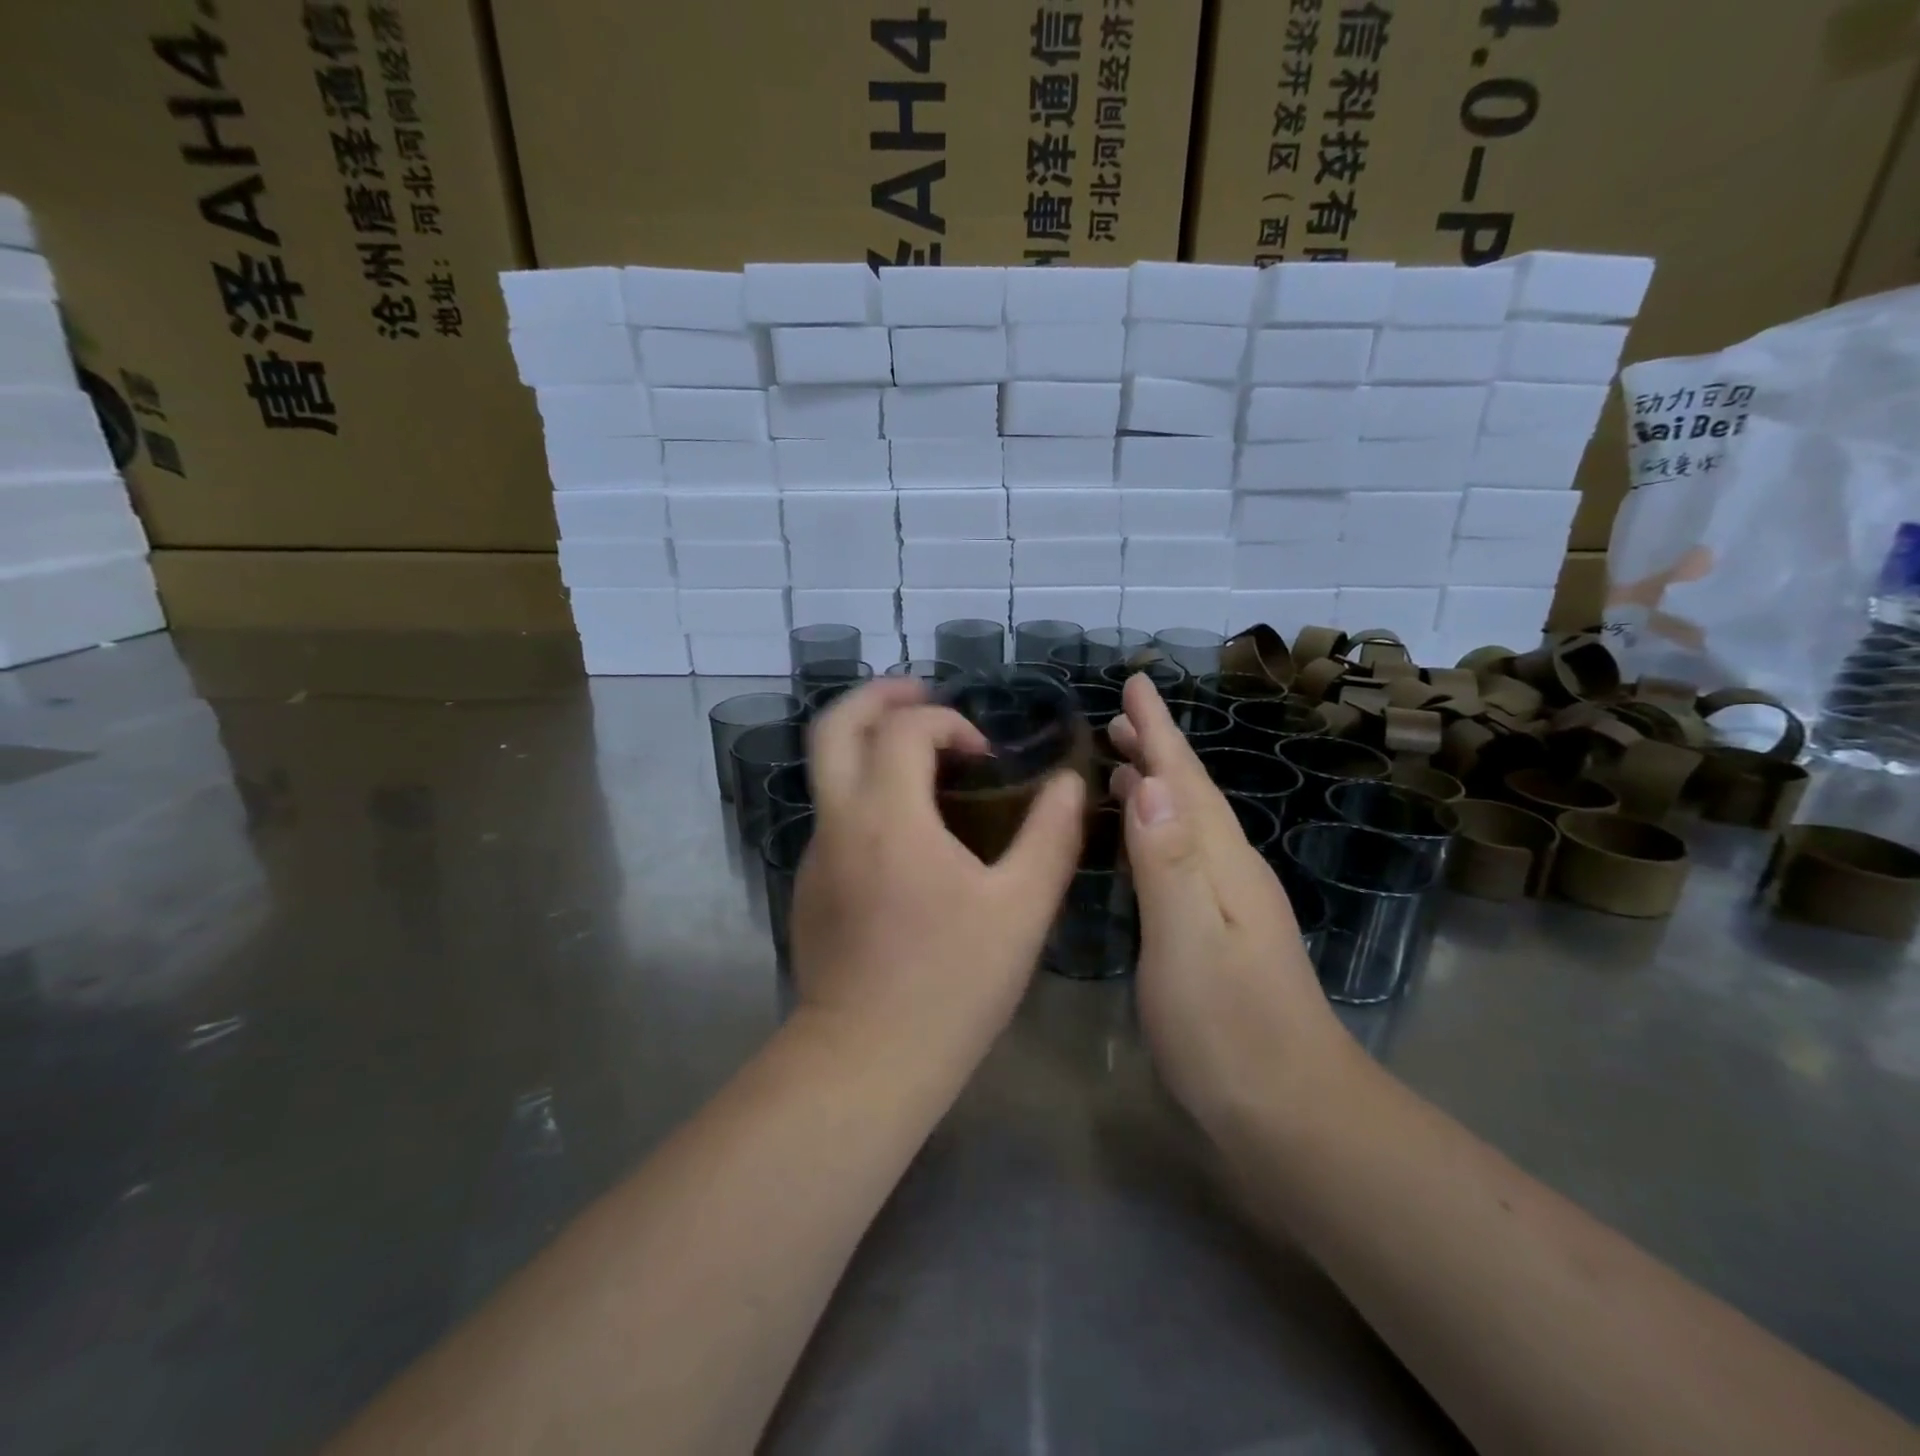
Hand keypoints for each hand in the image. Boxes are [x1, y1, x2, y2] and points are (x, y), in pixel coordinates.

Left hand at [790, 679, 1086, 1075]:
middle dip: (877, 696)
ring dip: (870, 744)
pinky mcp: (809, 885)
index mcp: (887, 815)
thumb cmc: (951, 984)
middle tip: (921, 693)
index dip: (947, 722)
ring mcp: (815, 853)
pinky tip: (906, 830)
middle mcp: (839, 821)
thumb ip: (1050, 836)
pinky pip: (834, 813)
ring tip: (921, 757)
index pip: (903, 729)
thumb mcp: (1021, 909)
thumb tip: (1069, 784)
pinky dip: (866, 791)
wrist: (866, 1061)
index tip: (983, 755)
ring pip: (828, 769)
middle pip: (834, 726)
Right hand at [1106, 675, 1352, 1128]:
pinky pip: (1186, 857)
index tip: (1135, 683)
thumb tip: (1148, 783)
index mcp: (1222, 864)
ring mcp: (1232, 904)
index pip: (1184, 780)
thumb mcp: (1187, 944)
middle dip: (1157, 749)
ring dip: (1158, 787)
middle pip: (1191, 795)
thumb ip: (1168, 863)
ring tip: (1123, 765)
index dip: (1157, 731)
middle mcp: (1232, 872)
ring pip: (1189, 825)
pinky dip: (1162, 831)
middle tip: (1120, 716)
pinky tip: (1146, 841)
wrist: (1294, 1117)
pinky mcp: (1222, 934)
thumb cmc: (1229, 1032)